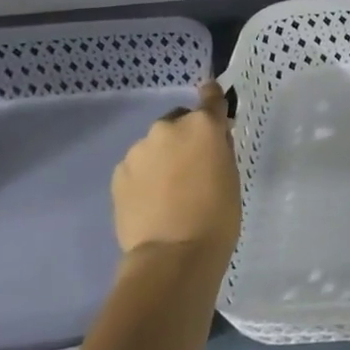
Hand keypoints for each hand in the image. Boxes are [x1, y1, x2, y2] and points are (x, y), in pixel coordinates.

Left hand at [110, 81, 241, 258]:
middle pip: (178, 122)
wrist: (173, 254)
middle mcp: (167, 128)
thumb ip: (219, 150)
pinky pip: (137, 166)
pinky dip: (145, 175)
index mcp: (202, 126)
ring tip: (171, 188)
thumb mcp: (230, 176)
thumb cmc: (218, 215)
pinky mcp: (118, 174)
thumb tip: (211, 141)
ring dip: (163, 157)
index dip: (213, 97)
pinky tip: (153, 199)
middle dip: (186, 136)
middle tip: (194, 165)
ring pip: (155, 145)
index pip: (211, 98)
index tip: (212, 95)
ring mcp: (138, 151)